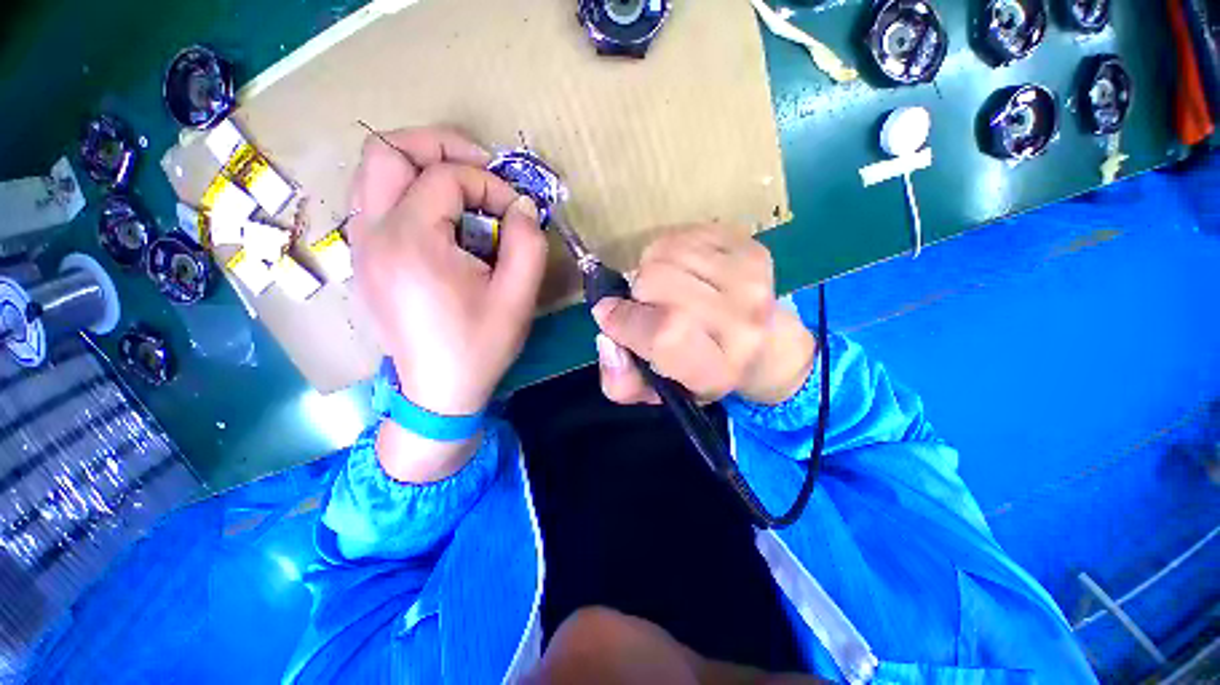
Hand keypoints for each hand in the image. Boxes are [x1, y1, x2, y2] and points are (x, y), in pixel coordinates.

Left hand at [348, 126, 547, 480]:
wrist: (439, 391)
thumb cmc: (480, 346)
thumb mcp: (518, 297)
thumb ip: (527, 243)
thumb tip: (522, 206)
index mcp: (411, 242)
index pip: (445, 176)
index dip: (489, 184)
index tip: (516, 212)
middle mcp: (372, 234)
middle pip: (387, 150)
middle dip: (439, 147)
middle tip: (480, 168)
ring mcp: (360, 246)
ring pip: (373, 172)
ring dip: (419, 167)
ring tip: (461, 190)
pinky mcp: (363, 260)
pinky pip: (375, 201)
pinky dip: (407, 193)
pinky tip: (440, 220)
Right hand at [592, 226, 814, 406]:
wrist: (760, 343)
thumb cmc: (699, 369)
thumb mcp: (656, 390)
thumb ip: (621, 381)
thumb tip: (607, 341)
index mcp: (719, 369)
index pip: (665, 334)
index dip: (627, 320)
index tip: (609, 314)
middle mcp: (744, 324)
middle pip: (659, 281)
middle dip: (638, 292)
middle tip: (648, 306)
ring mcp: (751, 281)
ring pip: (667, 252)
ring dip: (652, 268)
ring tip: (666, 289)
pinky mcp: (752, 248)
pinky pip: (684, 235)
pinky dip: (670, 251)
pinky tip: (683, 272)